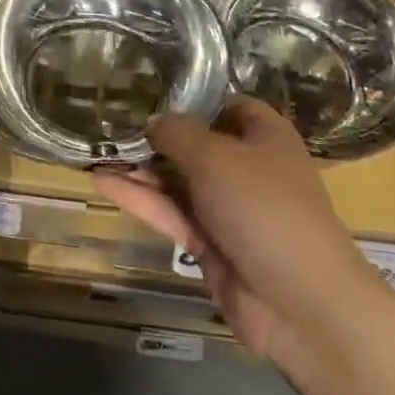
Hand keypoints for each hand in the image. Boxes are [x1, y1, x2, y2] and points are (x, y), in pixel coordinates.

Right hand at [94, 98, 372, 358]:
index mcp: (264, 136)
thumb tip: (154, 120)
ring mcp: (228, 209)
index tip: (149, 92)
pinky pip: (171, 212)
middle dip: (156, 136)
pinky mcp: (210, 244)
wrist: (299, 303)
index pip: (227, 106)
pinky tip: (102, 181)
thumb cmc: (263, 207)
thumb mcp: (215, 157)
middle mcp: (247, 168)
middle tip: (108, 121)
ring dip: (141, 168)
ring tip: (95, 150)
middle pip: (196, 144)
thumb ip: (178, 133)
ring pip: (178, 180)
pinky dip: (140, 198)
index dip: (192, 99)